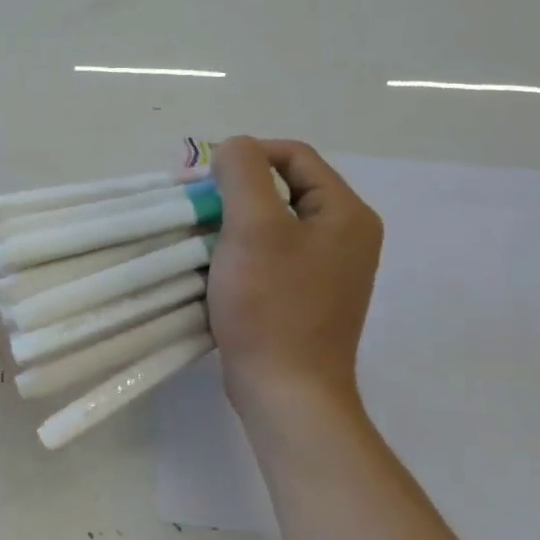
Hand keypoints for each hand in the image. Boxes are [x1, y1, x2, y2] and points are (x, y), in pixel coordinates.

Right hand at [207, 137, 383, 423]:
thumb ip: (243, 172)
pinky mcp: (306, 297)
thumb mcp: (254, 226)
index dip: (247, 154)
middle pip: (283, 188)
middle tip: (194, 204)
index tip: (204, 176)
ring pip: (273, 223)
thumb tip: (234, 147)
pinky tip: (213, 265)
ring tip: (197, 233)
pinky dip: (240, 251)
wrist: (286, 391)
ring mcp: (327, 270)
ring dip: (233, 221)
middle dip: (235, 190)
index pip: (294, 156)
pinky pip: (271, 255)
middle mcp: (345, 236)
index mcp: (345, 213)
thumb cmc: (272, 304)